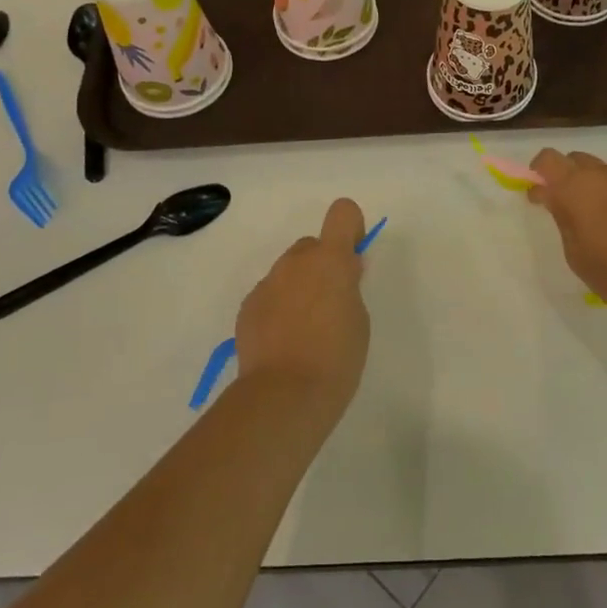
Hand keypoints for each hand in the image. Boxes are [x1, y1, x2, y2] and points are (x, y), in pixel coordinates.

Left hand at [234, 198, 370, 414]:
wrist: (284, 395)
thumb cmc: (336, 357)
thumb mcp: (358, 319)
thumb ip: (349, 287)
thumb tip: (343, 273)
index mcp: (330, 259)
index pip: (343, 212)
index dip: (351, 229)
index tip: (353, 258)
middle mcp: (296, 262)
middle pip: (311, 246)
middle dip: (322, 265)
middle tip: (330, 305)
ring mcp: (267, 283)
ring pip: (288, 272)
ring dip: (299, 288)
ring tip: (304, 331)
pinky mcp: (248, 307)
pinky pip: (269, 295)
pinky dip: (278, 309)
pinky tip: (283, 343)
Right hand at [528, 150, 606, 336]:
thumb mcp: (575, 253)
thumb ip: (561, 216)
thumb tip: (550, 194)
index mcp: (578, 186)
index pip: (547, 159)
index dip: (538, 173)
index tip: (539, 198)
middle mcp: (605, 174)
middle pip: (575, 160)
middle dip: (564, 178)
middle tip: (565, 210)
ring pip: (602, 173)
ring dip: (592, 188)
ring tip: (598, 224)